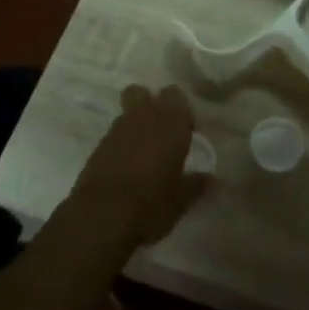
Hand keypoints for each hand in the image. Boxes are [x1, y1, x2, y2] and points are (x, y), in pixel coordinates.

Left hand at [68, 85, 207, 247]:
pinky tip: (126, 167)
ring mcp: (116, 131)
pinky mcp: (97, 147)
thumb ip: (196, 184)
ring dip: (135, 124)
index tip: (186, 131)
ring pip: (126, 112)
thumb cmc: (151, 204)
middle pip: (142, 92)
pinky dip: (121, 143)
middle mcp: (142, 118)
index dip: (180, 110)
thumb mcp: (180, 200)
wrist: (101, 217)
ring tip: (144, 152)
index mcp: (170, 124)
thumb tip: (211, 179)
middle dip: (151, 104)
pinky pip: (114, 134)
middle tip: (162, 131)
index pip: (175, 95)